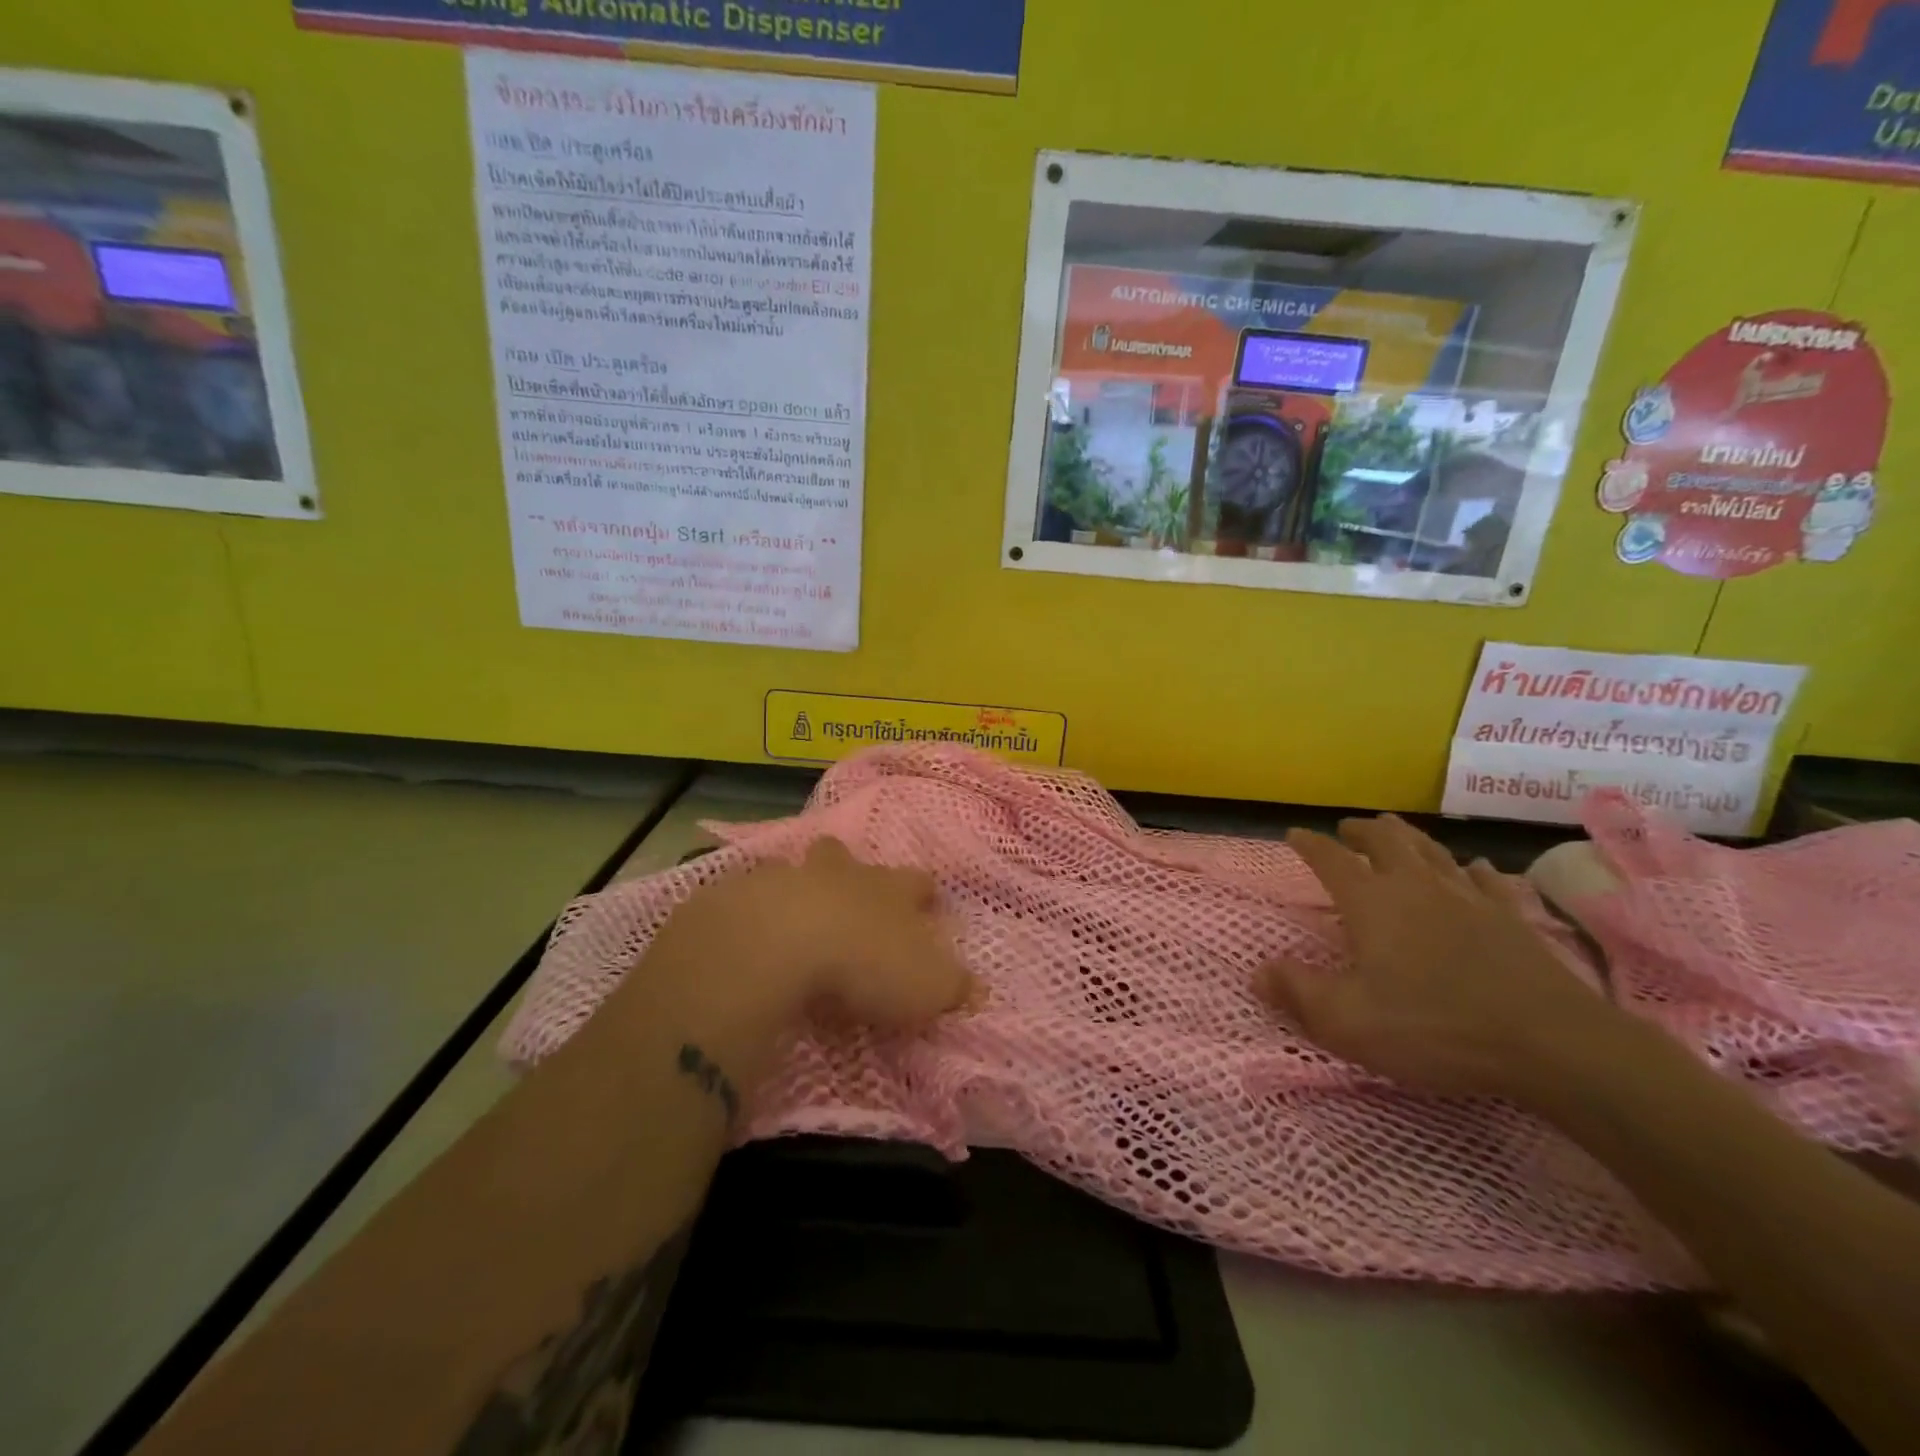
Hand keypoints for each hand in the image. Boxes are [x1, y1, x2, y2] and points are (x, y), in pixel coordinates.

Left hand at [645, 837, 978, 1034]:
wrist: (778, 943)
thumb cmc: (863, 963)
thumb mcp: (925, 986)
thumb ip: (953, 986)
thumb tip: (977, 990)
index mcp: (888, 891)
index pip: (916, 882)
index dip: (923, 892)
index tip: (928, 902)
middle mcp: (840, 875)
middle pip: (848, 858)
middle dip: (850, 868)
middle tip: (848, 889)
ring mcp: (787, 879)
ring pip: (795, 869)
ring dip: (798, 885)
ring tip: (793, 911)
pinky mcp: (738, 895)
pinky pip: (747, 895)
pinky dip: (752, 908)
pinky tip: (748, 932)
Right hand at [1258, 815, 1632, 1099]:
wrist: (1550, 1043)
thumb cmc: (1434, 1028)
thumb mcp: (1348, 1021)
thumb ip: (1298, 993)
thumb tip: (1257, 972)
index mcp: (1372, 902)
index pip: (1331, 860)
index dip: (1310, 845)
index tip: (1293, 835)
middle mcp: (1416, 887)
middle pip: (1386, 841)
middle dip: (1362, 830)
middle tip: (1348, 827)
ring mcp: (1469, 899)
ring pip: (1433, 851)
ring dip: (1409, 837)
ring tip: (1396, 829)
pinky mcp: (1512, 919)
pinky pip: (1487, 881)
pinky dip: (1471, 870)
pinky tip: (1473, 868)